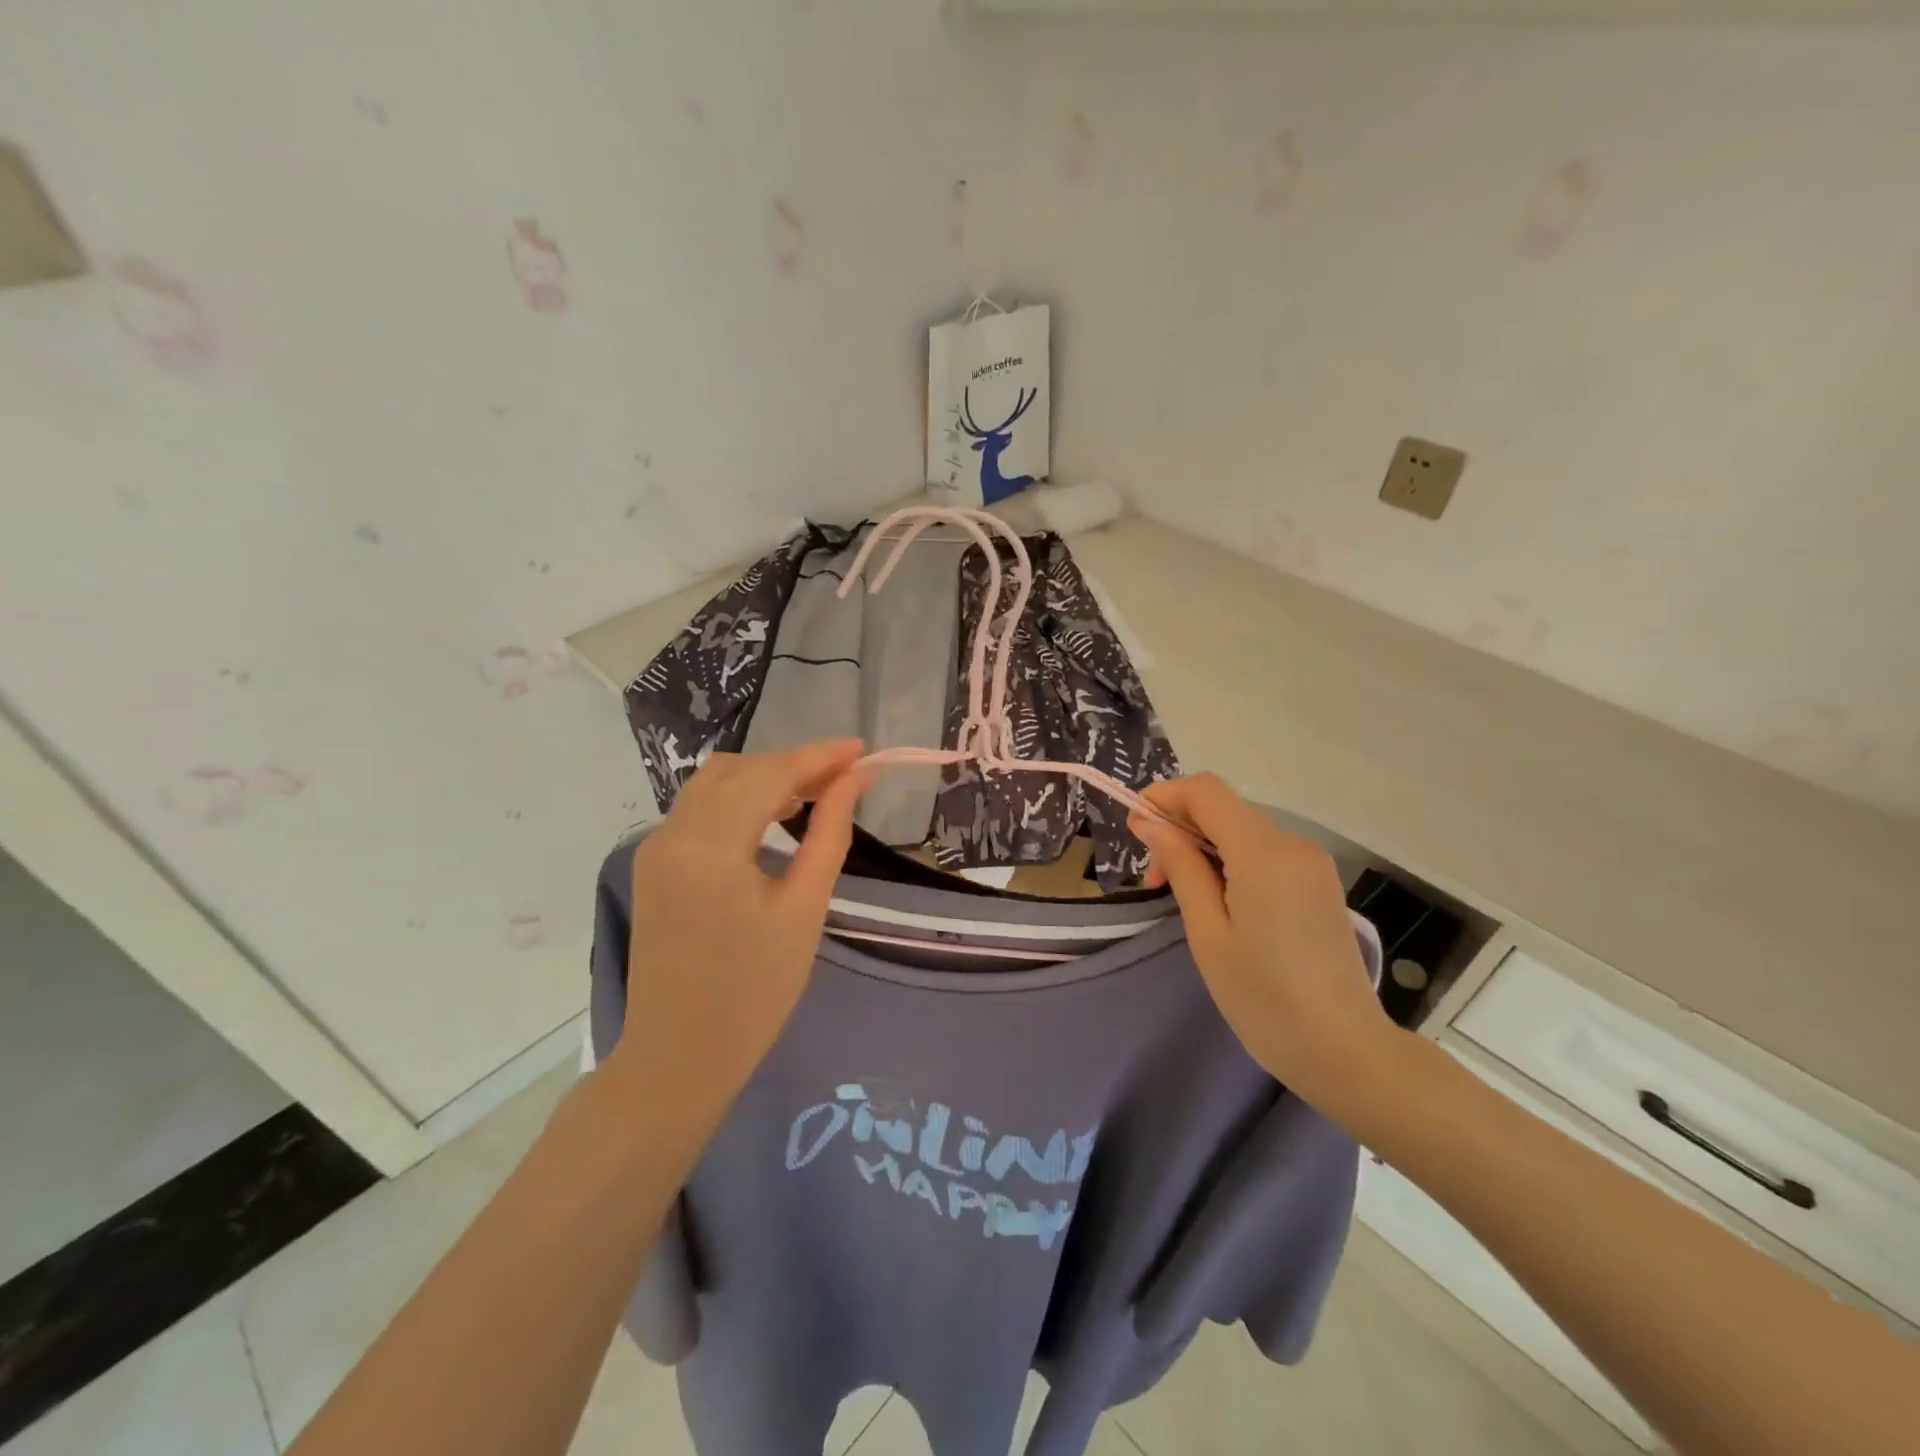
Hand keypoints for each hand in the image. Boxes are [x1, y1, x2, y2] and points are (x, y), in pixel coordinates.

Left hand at [608, 740, 869, 1124]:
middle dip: (794, 764)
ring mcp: (655, 849)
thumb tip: (854, 781)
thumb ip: (829, 834)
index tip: (863, 750)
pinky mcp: (653, 867)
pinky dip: (740, 801)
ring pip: (714, 784)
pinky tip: (773, 818)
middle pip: (738, 770)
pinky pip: (699, 811)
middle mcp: (672, 834)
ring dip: (765, 778)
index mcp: (709, 847)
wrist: (678, 1058)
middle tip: (845, 778)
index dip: (819, 756)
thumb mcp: (804, 911)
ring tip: (816, 795)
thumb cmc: (754, 993)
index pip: (769, 775)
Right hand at [1130, 774, 1396, 1108]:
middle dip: (1181, 828)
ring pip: (1244, 830)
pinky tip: (1223, 903)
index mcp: (1263, 854)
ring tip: (1186, 898)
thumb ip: (1181, 867)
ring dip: (1205, 847)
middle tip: (1156, 881)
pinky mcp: (1321, 883)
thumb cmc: (1263, 998)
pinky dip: (1233, 861)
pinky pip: (1267, 852)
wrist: (1345, 1052)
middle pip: (1225, 808)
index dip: (1165, 796)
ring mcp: (1313, 864)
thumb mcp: (1208, 933)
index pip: (1206, 791)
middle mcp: (1293, 844)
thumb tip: (1150, 822)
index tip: (1136, 828)